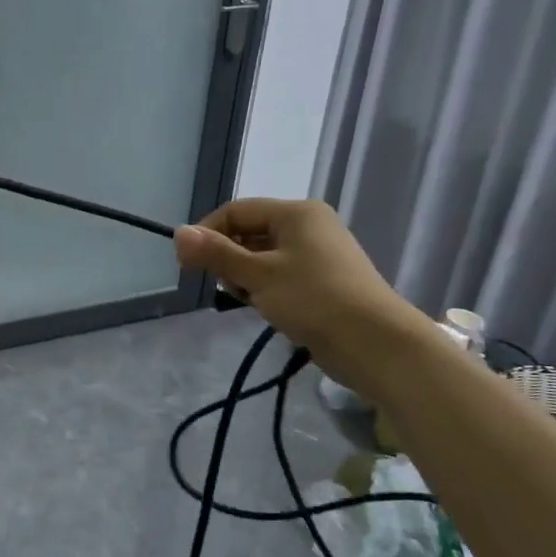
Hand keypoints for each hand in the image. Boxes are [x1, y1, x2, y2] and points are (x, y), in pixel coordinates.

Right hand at [173, 198, 430, 391]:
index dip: (206, 234)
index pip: (235, 211)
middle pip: (249, 232)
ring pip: (263, 256)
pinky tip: (270, 310)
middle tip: (229, 289)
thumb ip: (216, 254)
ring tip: (253, 302)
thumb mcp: (258, 275)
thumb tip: (177, 233)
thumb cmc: (314, 300)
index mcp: (296, 212)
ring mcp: (320, 254)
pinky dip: (267, 288)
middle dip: (229, 259)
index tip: (187, 266)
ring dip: (247, 277)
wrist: (378, 345)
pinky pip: (282, 274)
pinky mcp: (325, 280)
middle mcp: (309, 225)